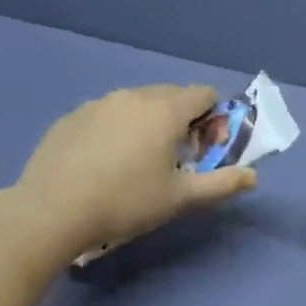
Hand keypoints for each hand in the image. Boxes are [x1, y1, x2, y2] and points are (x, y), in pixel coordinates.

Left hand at [8, 84, 256, 257]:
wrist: (52, 211)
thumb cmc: (126, 202)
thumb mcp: (181, 198)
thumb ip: (222, 184)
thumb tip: (253, 176)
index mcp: (165, 110)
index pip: (204, 94)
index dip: (213, 118)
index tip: (205, 149)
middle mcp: (133, 96)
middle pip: (171, 96)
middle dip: (182, 120)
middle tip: (174, 158)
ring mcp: (97, 104)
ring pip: (136, 104)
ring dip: (148, 123)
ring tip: (136, 163)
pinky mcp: (70, 118)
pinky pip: (106, 115)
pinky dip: (116, 130)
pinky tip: (103, 164)